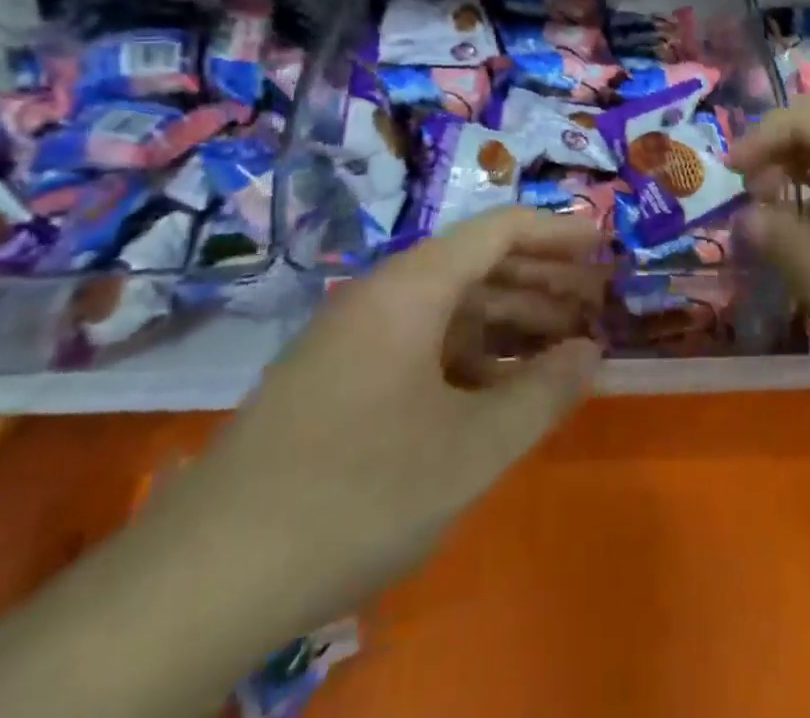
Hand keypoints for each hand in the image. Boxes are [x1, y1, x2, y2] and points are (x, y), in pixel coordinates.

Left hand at [148, 208, 606, 649]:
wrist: (204, 580)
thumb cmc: (355, 494)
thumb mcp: (470, 449)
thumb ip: (542, 393)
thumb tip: (592, 352)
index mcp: (411, 287)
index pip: (499, 230)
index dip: (558, 231)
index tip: (606, 245)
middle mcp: (382, 296)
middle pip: (477, 264)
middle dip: (542, 278)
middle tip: (598, 301)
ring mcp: (355, 339)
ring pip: (450, 309)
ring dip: (510, 320)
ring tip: (563, 345)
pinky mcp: (340, 382)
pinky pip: (423, 346)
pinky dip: (472, 358)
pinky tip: (501, 392)